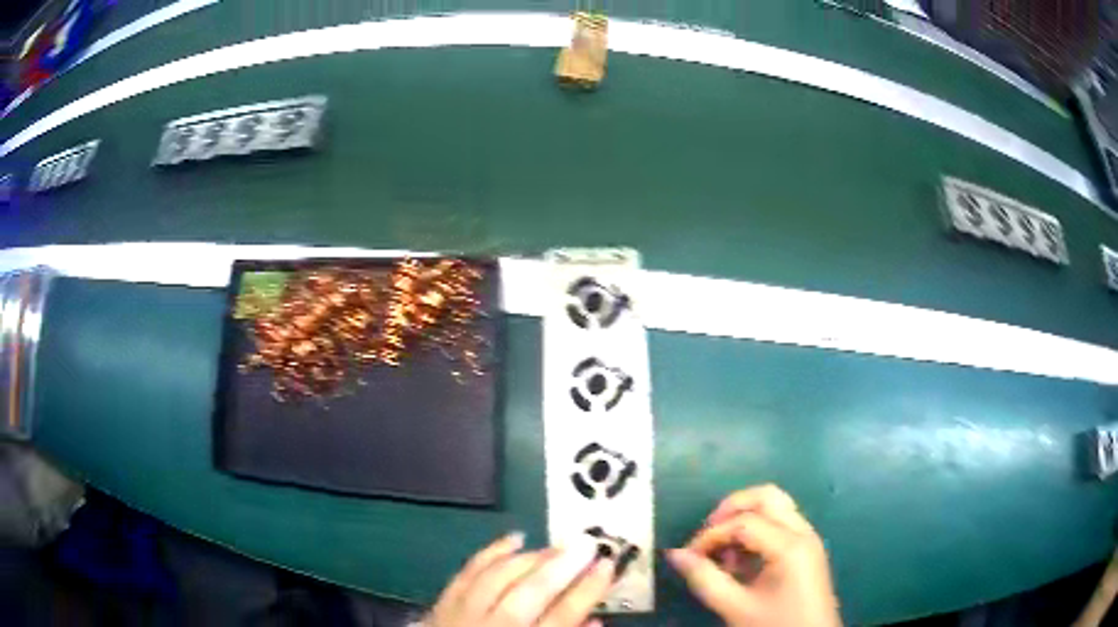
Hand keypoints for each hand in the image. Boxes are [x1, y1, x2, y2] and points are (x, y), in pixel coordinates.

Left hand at [425, 532, 614, 626]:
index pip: (561, 618)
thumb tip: (594, 620)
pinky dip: (491, 553)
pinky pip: (467, 572)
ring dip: (531, 558)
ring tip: (558, 546)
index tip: (608, 566)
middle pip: (528, 594)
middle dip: (561, 567)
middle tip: (588, 544)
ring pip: (497, 578)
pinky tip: (515, 539)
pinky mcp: (442, 604)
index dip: (587, 591)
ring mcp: (463, 615)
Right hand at [667, 485, 841, 626]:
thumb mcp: (735, 607)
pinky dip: (757, 530)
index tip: (689, 557)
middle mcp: (803, 532)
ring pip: (775, 507)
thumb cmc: (775, 625)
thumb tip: (675, 554)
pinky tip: (741, 560)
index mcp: (790, 545)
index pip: (744, 522)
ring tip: (723, 552)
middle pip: (766, 497)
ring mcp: (809, 538)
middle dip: (731, 509)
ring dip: (744, 519)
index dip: (711, 535)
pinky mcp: (807, 548)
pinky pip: (781, 523)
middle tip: (706, 536)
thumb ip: (704, 579)